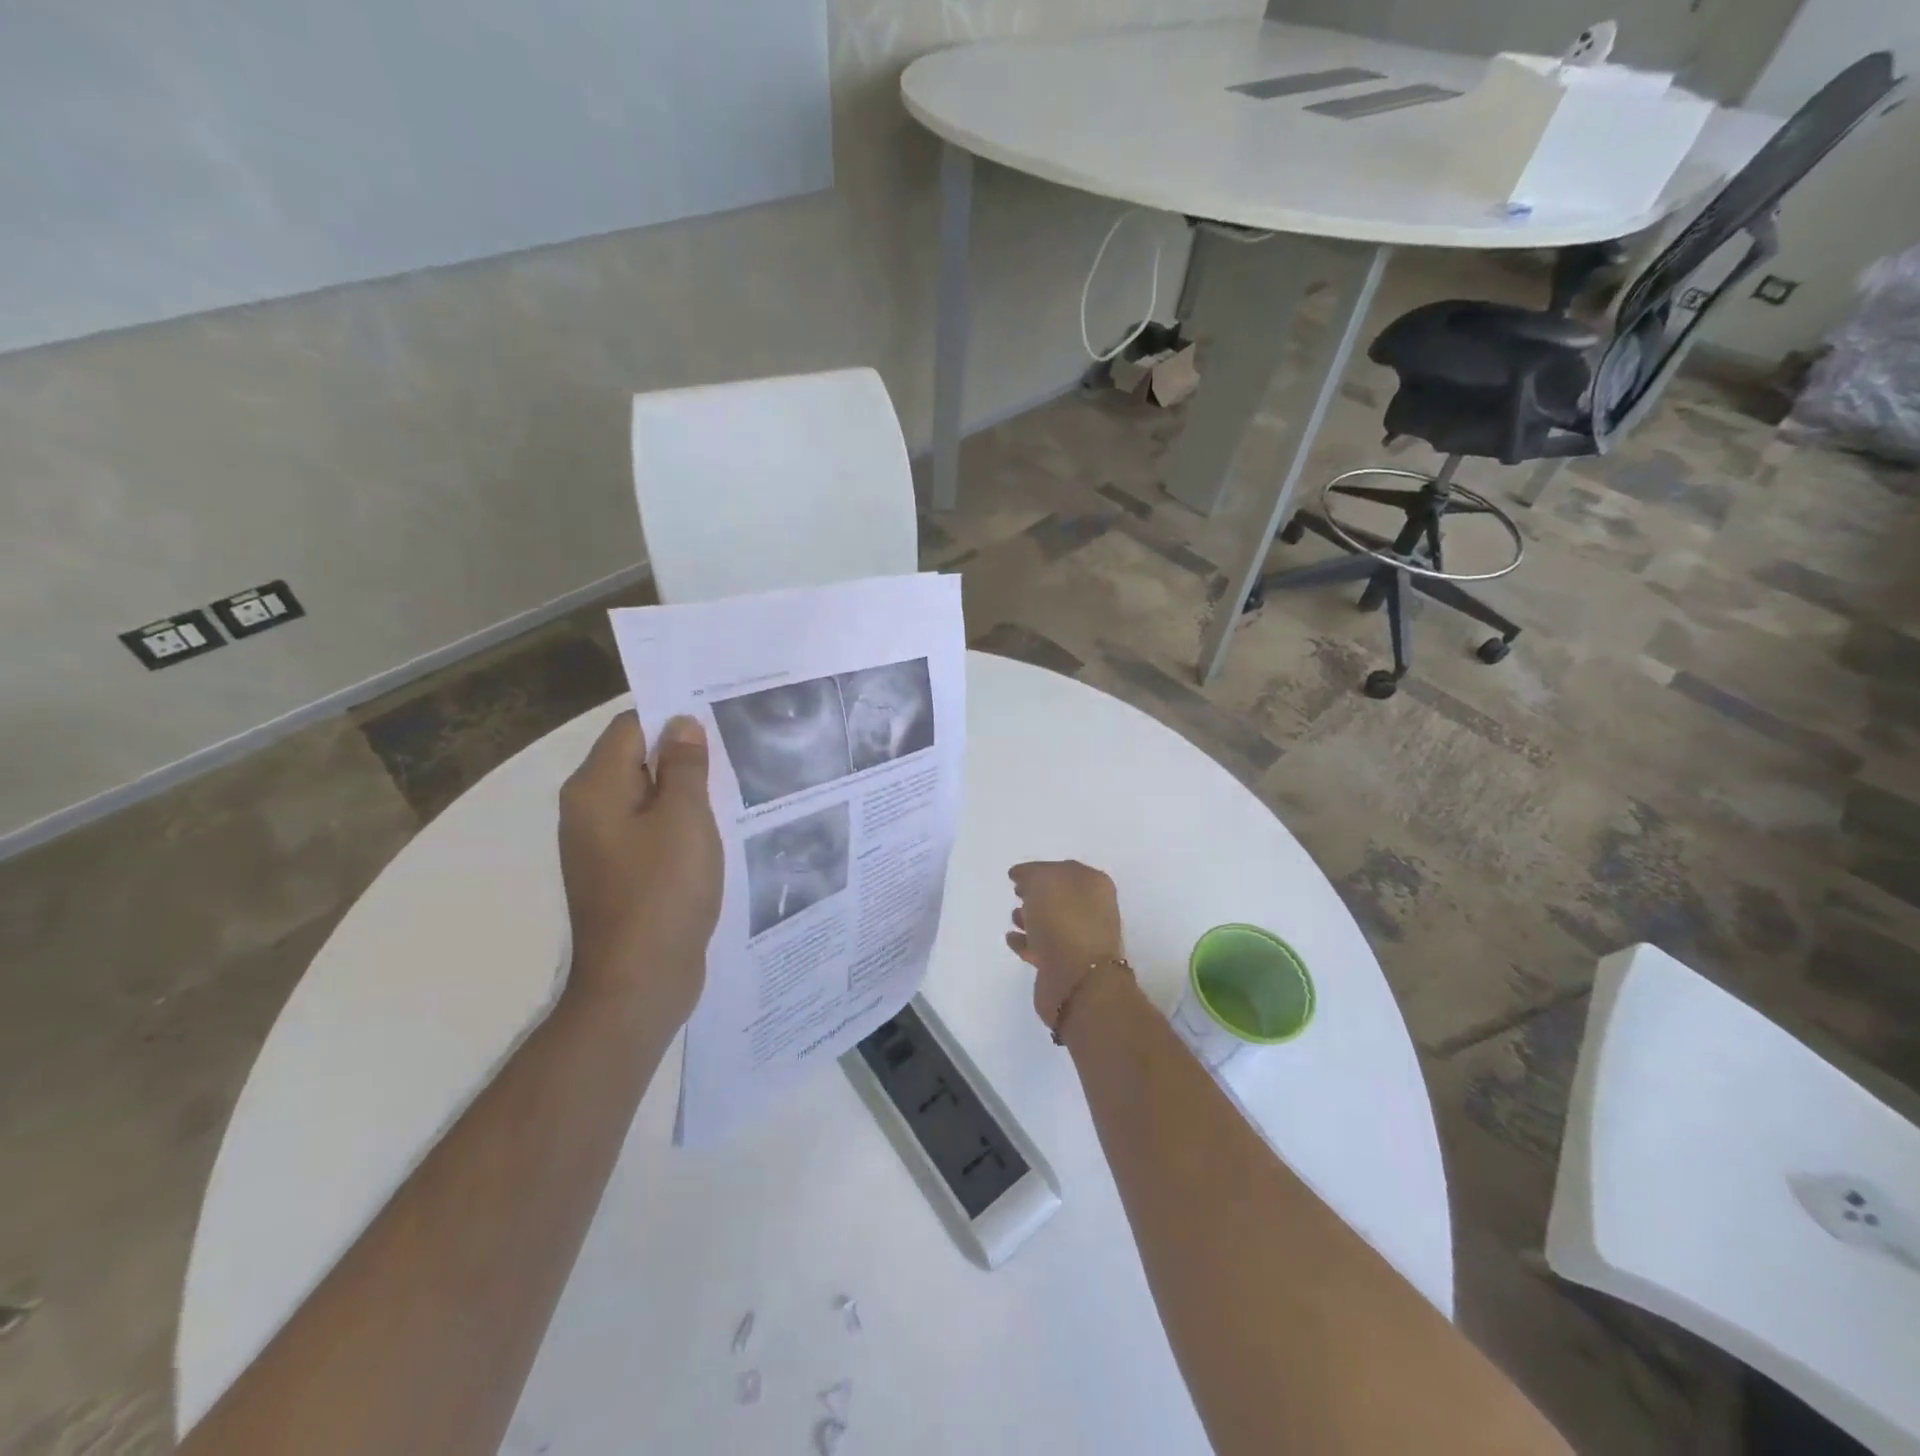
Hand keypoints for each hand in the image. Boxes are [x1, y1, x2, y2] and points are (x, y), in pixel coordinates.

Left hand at [559, 711, 721, 1023]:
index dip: (674, 716)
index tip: (720, 715)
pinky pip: (652, 832)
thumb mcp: (684, 819)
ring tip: (739, 785)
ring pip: (649, 798)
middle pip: (638, 761)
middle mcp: (590, 810)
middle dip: (686, 754)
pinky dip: (682, 825)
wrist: (639, 982)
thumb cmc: (663, 892)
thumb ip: (684, 766)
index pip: (632, 727)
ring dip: (688, 792)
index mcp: (596, 788)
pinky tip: (721, 830)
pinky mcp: (621, 874)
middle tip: (739, 748)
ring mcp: (604, 845)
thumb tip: (681, 723)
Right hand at [1006, 861, 1126, 1029]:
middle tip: (1017, 894)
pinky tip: (1011, 939)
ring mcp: (1080, 940)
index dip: (1041, 870)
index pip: (1065, 870)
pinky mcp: (1064, 966)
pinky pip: (1042, 947)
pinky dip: (1026, 942)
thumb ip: (1031, 874)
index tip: (1017, 876)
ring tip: (1013, 917)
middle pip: (1060, 897)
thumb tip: (1023, 878)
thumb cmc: (1063, 920)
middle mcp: (1092, 910)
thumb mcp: (1043, 881)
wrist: (1076, 979)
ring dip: (1031, 918)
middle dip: (1037, 895)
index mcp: (1093, 884)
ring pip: (1051, 923)